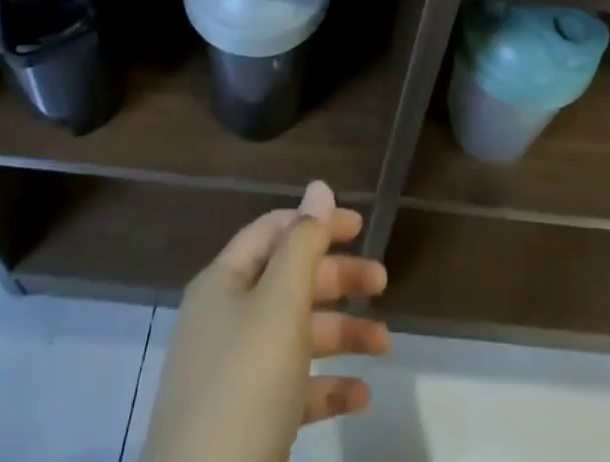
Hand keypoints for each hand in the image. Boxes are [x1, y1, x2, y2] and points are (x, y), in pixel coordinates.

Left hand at [139, 180, 389, 461]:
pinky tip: (360, 395)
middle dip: (337, 279)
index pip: (275, 231)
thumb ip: (304, 244)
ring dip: (341, 334)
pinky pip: (292, 389)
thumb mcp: (280, 305)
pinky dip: (326, 386)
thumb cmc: (244, 386)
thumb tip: (320, 186)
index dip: (316, 222)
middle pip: (289, 282)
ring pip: (296, 336)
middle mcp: (226, 319)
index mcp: (225, 282)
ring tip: (384, 345)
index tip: (360, 227)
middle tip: (382, 283)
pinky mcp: (246, 423)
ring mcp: (234, 374)